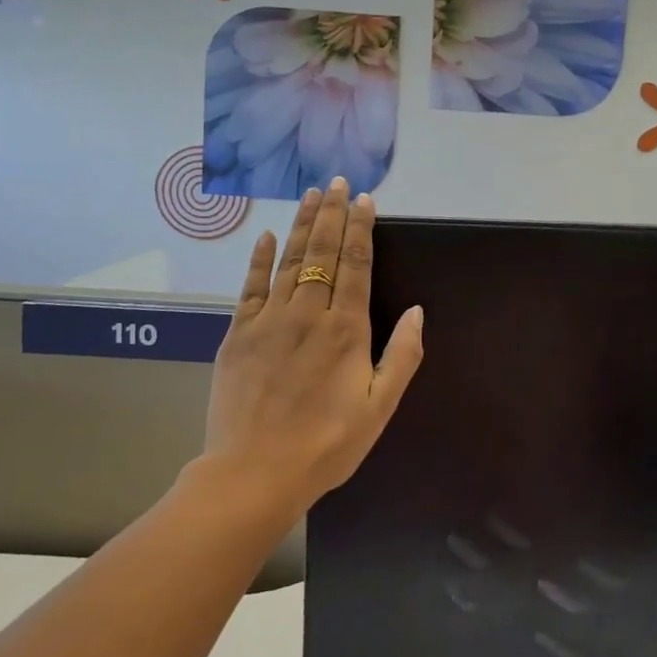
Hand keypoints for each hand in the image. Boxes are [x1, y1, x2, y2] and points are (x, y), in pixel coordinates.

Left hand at [201, 179, 423, 518]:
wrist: (254, 473)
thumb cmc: (327, 444)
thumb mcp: (380, 407)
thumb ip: (402, 356)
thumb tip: (417, 311)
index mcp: (346, 329)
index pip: (356, 264)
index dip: (360, 228)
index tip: (364, 199)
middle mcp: (308, 313)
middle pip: (321, 252)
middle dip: (331, 214)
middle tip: (337, 183)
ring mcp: (269, 320)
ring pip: (288, 261)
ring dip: (301, 225)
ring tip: (310, 195)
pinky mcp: (238, 334)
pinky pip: (249, 287)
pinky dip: (258, 259)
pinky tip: (265, 237)